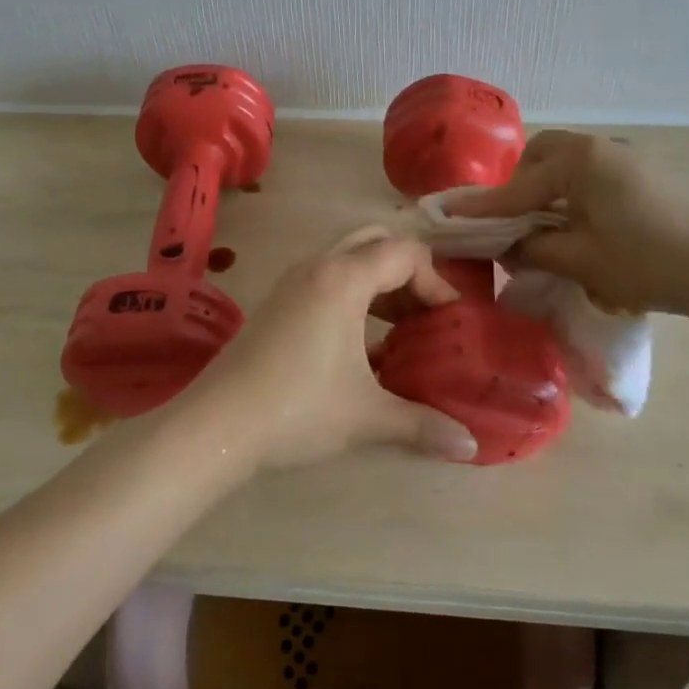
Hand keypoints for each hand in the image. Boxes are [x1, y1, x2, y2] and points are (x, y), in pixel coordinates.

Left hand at [181, 227, 480, 470]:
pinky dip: (354, 294)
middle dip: (408, 271)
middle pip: (375, 242)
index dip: (436, 281)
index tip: (449, 320)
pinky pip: (327, 279)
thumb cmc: (298, 409)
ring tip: (401, 328)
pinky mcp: (276, 302)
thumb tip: (471, 447)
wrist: (217, 425)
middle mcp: (318, 266)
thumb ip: (423, 424)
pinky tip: (362, 345)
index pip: (405, 253)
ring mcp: (292, 282)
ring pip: (348, 258)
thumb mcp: (366, 415)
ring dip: (380, 282)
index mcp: (344, 278)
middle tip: (424, 312)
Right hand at [447, 131, 688, 318]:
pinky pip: (588, 172)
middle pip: (542, 154)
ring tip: (541, 225)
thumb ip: (532, 248)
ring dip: (545, 187)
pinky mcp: (639, 173)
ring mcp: (622, 158)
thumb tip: (505, 248)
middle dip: (519, 184)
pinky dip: (569, 191)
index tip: (451, 217)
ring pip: (566, 161)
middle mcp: (598, 148)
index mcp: (580, 161)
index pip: (519, 187)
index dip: (485, 208)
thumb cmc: (644, 263)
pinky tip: (574, 222)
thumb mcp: (579, 259)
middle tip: (512, 221)